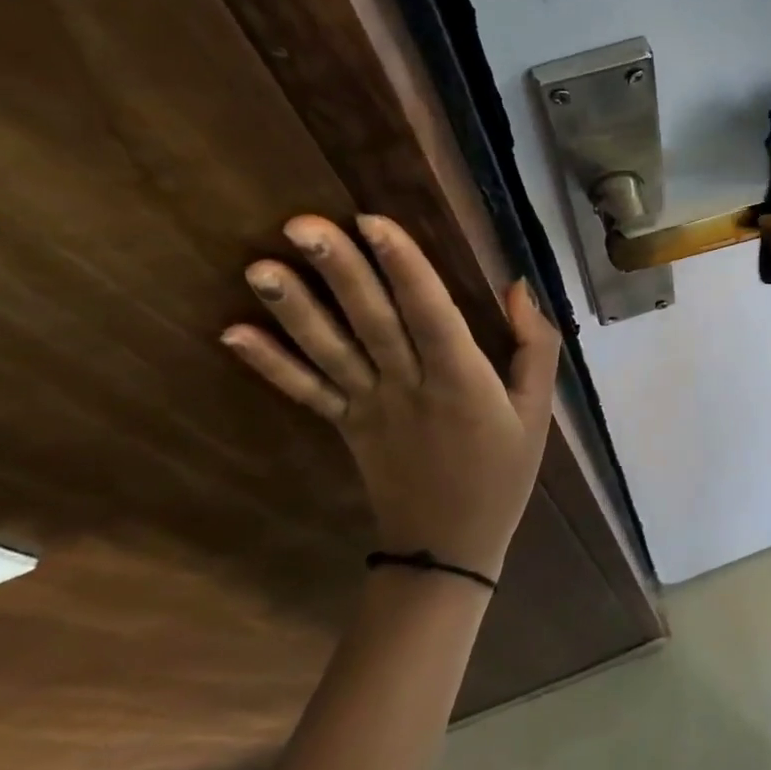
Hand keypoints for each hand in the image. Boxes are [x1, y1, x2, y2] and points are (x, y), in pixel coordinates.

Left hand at [220, 214, 560, 582]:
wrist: (450, 548)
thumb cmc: (502, 473)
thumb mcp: (538, 411)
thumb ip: (535, 346)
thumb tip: (519, 286)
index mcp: (463, 381)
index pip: (431, 314)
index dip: (404, 267)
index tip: (373, 221)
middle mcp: (410, 387)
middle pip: (372, 322)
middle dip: (339, 271)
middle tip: (301, 224)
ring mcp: (370, 408)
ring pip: (330, 352)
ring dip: (295, 310)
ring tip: (259, 267)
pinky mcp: (345, 427)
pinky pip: (306, 392)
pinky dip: (269, 364)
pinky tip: (233, 332)